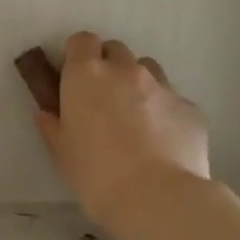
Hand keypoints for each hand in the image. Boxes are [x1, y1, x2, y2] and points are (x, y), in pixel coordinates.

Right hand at [33, 33, 210, 228]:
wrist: (156, 198)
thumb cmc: (96, 174)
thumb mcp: (62, 152)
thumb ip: (53, 125)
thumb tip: (48, 113)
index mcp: (87, 75)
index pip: (82, 40)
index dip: (79, 56)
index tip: (76, 79)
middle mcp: (125, 70)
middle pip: (116, 51)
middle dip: (109, 68)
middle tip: (104, 102)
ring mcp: (162, 86)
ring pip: (148, 70)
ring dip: (138, 84)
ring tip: (137, 120)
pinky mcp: (190, 107)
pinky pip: (173, 101)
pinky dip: (165, 113)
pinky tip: (164, 143)